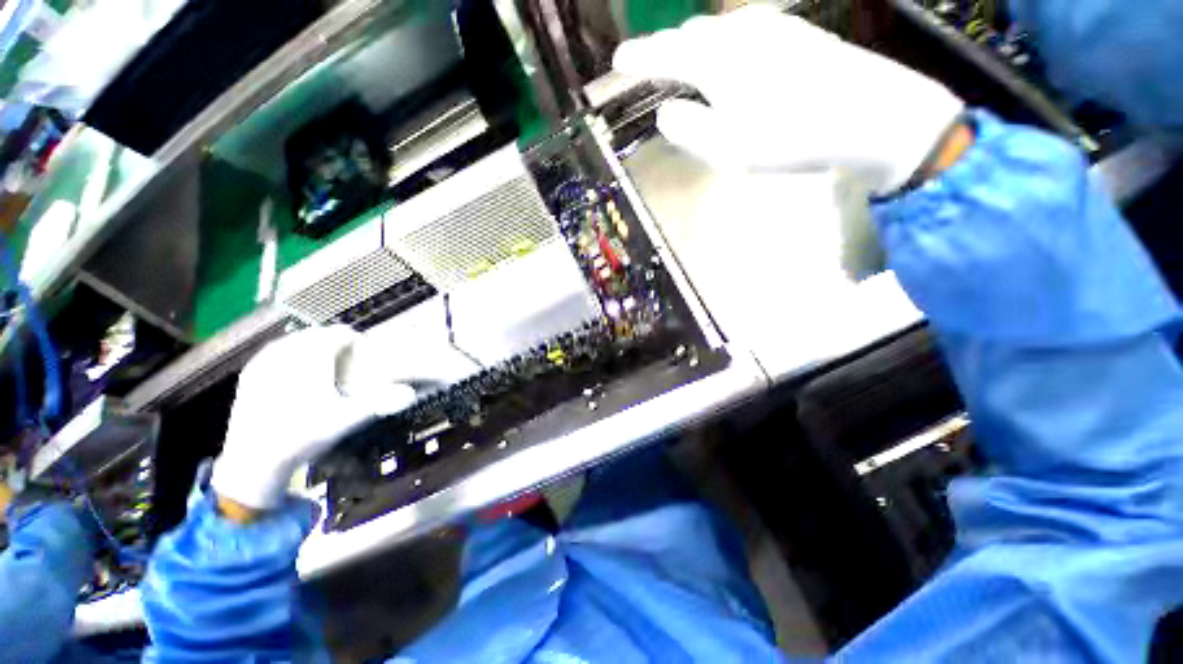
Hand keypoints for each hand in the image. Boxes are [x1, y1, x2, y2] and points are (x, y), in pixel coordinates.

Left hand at [211, 326, 377, 511]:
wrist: (253, 461)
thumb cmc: (303, 435)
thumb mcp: (346, 419)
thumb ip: (379, 402)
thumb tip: (411, 394)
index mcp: (309, 357)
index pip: (339, 333)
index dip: (357, 341)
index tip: (365, 355)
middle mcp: (285, 351)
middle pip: (318, 334)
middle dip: (335, 343)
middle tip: (348, 362)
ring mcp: (263, 361)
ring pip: (295, 340)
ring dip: (313, 347)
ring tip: (325, 364)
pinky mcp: (250, 372)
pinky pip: (276, 350)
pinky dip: (291, 354)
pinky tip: (297, 371)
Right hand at [612, 6, 963, 194]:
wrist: (868, 114)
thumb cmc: (788, 137)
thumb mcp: (725, 147)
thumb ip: (687, 128)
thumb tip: (667, 111)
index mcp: (716, 61)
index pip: (663, 54)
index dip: (637, 58)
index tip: (618, 62)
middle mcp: (739, 34)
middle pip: (690, 35)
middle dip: (665, 50)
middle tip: (651, 66)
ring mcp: (771, 29)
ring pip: (718, 31)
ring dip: (695, 47)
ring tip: (686, 62)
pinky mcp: (796, 34)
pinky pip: (745, 33)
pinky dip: (725, 46)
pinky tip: (731, 59)